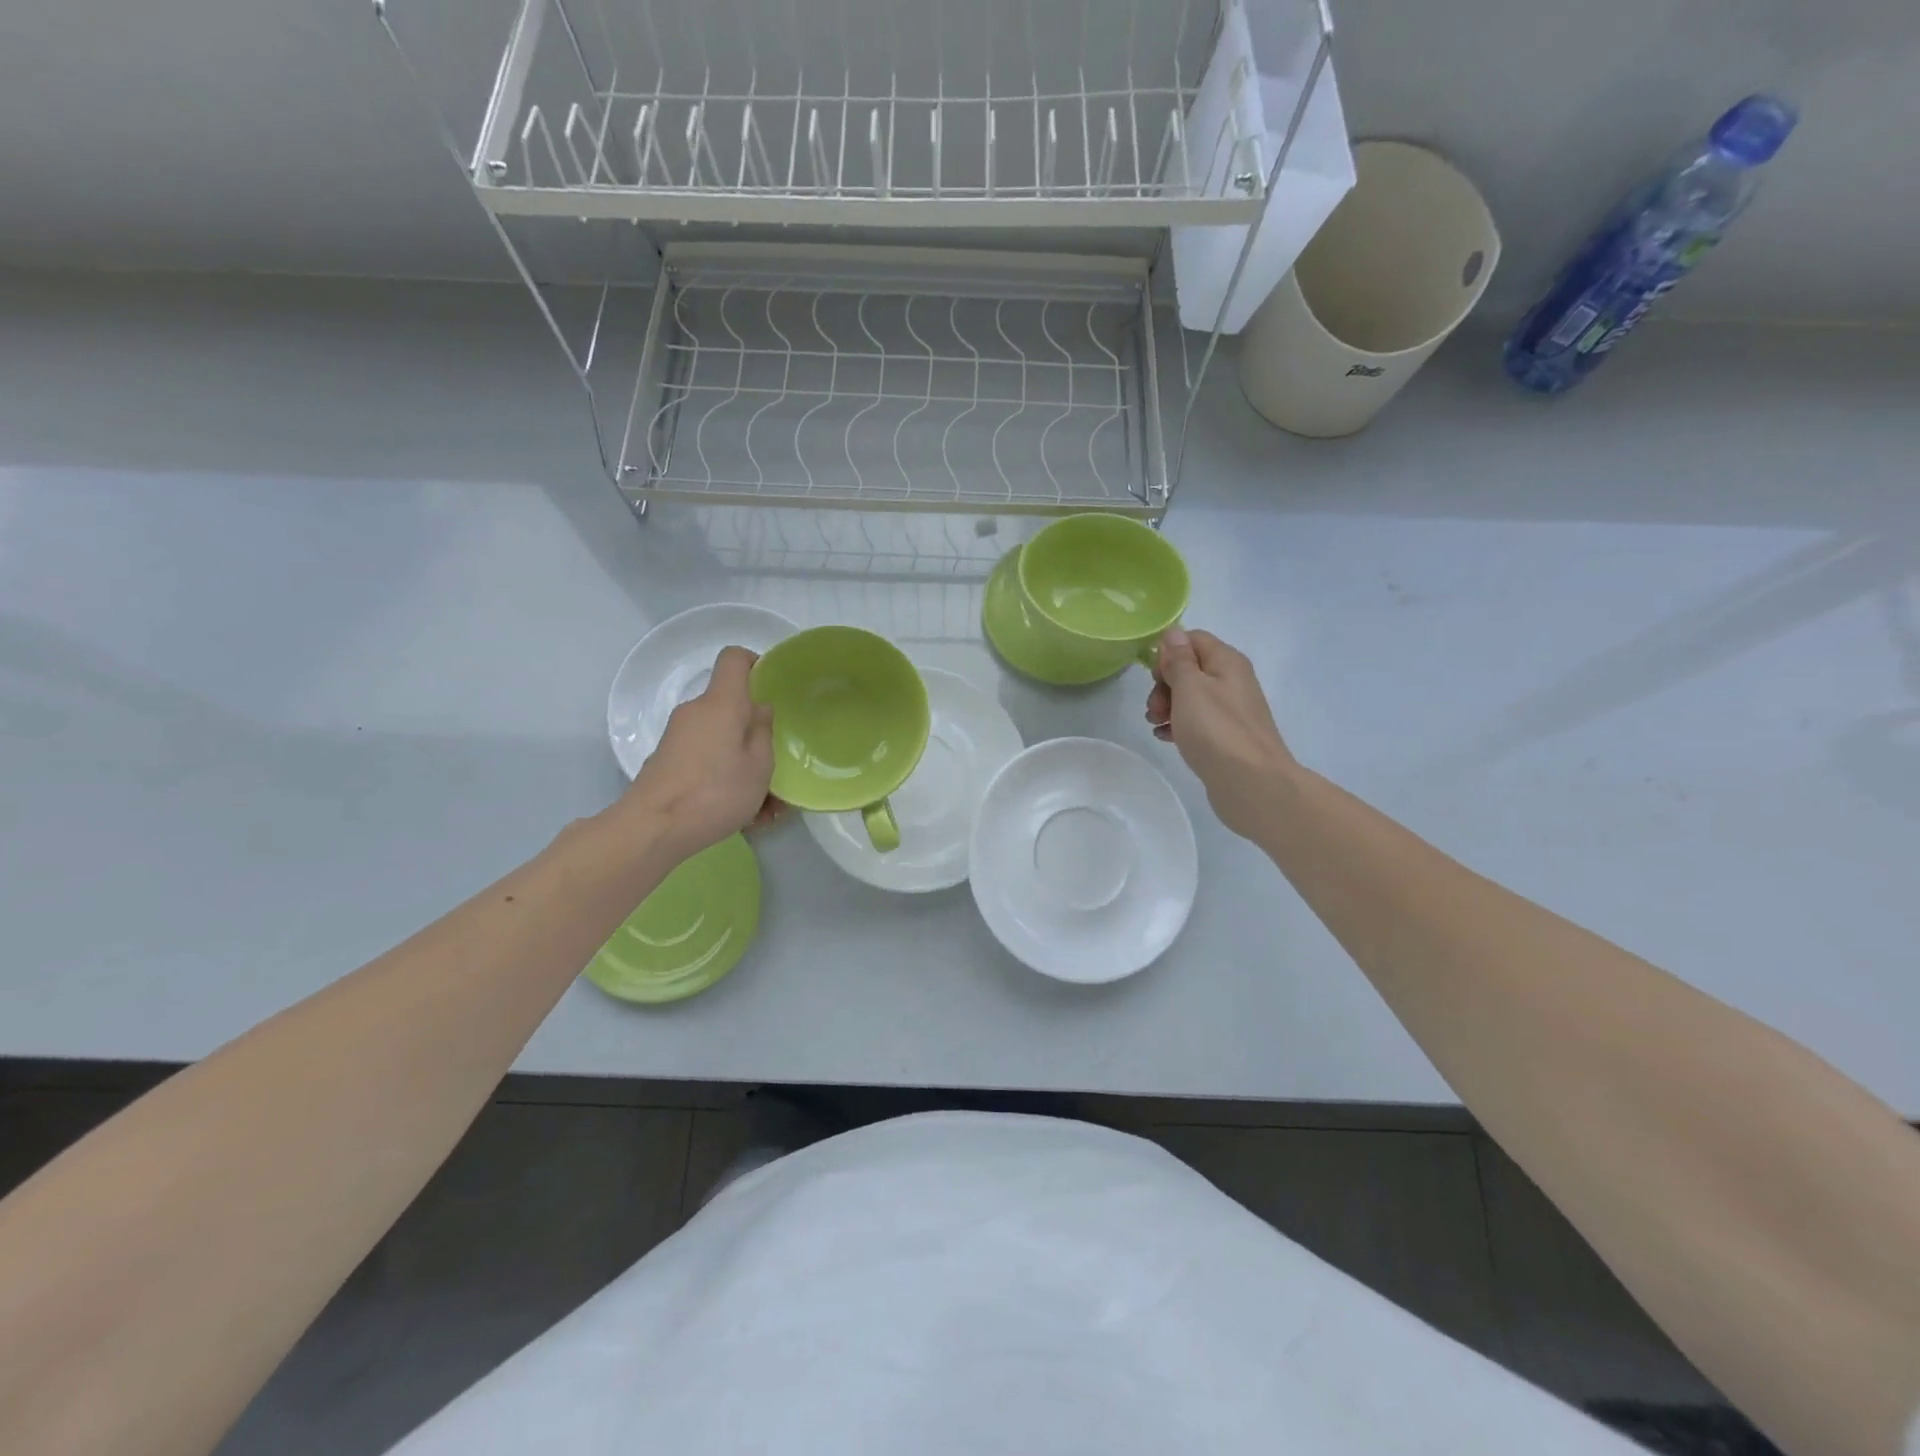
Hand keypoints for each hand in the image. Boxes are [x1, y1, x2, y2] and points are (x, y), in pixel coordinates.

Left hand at [619, 646, 779, 859]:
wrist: (653, 828)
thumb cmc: (715, 792)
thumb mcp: (759, 766)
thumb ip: (763, 733)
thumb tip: (759, 709)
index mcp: (721, 703)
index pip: (734, 659)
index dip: (755, 663)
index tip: (773, 685)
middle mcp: (696, 711)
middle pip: (731, 707)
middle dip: (757, 733)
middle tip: (779, 767)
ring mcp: (679, 737)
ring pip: (722, 740)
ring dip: (745, 764)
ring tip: (766, 806)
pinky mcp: (669, 761)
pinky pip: (707, 759)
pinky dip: (726, 778)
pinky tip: (744, 815)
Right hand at [1146, 628, 1296, 839]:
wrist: (1251, 783)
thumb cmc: (1216, 730)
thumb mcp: (1190, 688)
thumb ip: (1179, 660)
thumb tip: (1173, 634)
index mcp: (1227, 662)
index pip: (1193, 639)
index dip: (1169, 653)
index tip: (1154, 677)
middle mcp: (1232, 680)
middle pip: (1190, 668)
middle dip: (1164, 684)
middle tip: (1153, 707)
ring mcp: (1231, 710)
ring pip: (1191, 696)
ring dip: (1168, 705)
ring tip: (1155, 724)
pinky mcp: (1227, 736)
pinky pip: (1198, 720)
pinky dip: (1179, 724)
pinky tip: (1165, 737)